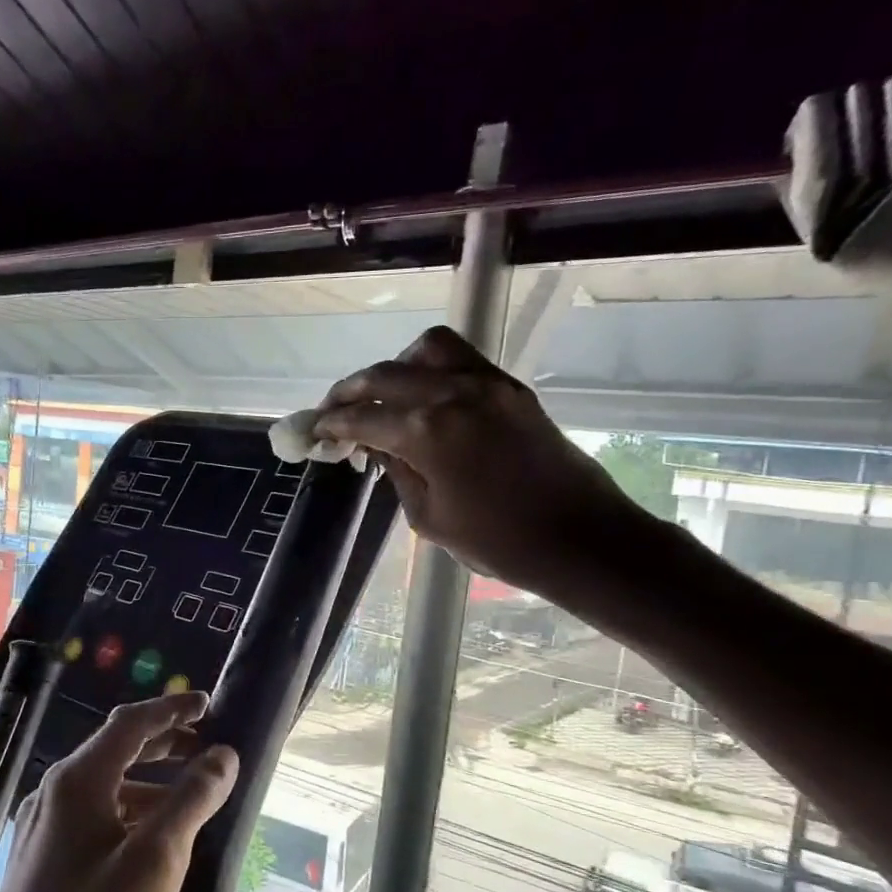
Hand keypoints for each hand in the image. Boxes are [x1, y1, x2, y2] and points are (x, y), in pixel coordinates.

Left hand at [0, 690, 236, 891]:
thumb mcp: (157, 862)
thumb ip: (192, 800)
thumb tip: (223, 755)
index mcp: (76, 782)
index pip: (130, 724)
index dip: (172, 710)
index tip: (209, 705)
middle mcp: (52, 795)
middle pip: (114, 750)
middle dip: (162, 743)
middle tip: (204, 744)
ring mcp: (40, 830)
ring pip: (103, 787)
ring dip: (148, 781)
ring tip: (188, 796)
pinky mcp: (39, 862)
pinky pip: (91, 817)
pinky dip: (128, 812)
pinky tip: (149, 841)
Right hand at [312, 325, 648, 597]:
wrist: (579, 537)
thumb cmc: (497, 542)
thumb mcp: (428, 517)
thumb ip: (397, 472)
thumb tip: (376, 445)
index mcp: (427, 432)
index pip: (362, 417)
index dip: (331, 425)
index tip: (313, 432)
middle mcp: (453, 393)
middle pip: (384, 375)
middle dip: (350, 392)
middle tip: (333, 413)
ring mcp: (486, 383)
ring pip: (424, 349)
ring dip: (393, 368)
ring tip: (382, 396)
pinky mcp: (509, 387)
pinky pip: (460, 357)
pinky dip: (429, 367)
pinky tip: (422, 395)